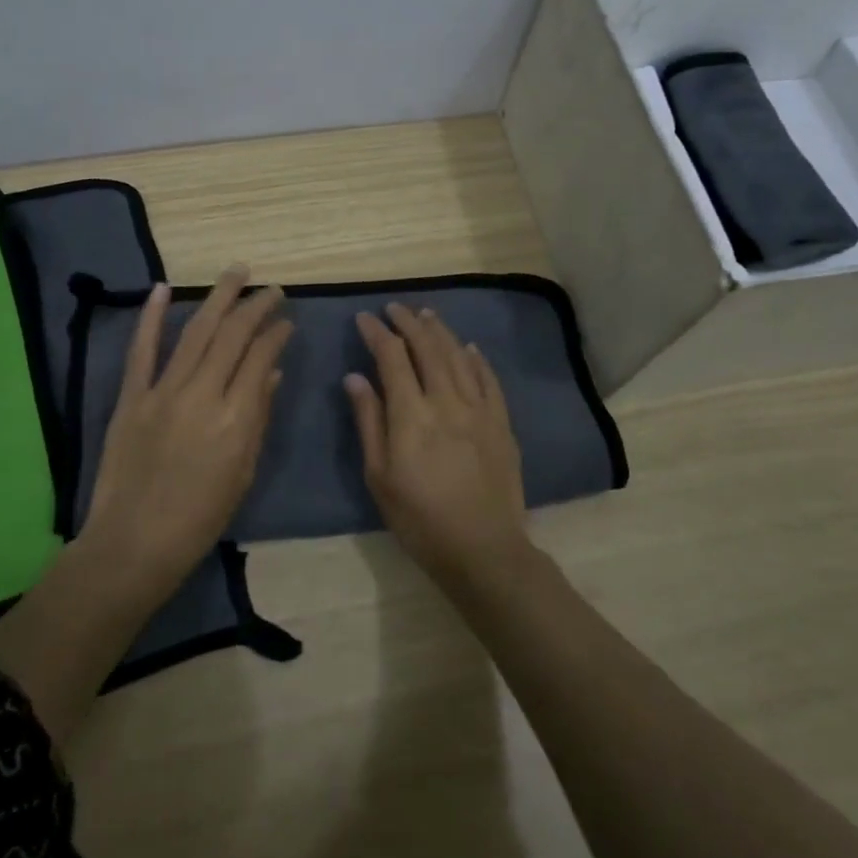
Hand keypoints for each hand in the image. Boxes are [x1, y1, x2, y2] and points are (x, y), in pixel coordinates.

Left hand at [80, 265, 291, 592]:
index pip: (260, 358)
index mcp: (235, 419)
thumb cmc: (200, 518)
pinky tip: (162, 288)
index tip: (286, 320)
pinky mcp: (131, 397)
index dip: (276, 333)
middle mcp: (202, 396)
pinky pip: (141, 350)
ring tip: (235, 272)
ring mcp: (162, 393)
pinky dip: (150, 317)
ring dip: (217, 298)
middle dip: (255, 306)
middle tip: (271, 288)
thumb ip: (258, 418)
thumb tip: (270, 373)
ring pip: (194, 332)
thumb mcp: (242, 472)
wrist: (134, 543)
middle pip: (232, 336)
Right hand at [345, 303, 528, 588]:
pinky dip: (476, 359)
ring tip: (426, 315)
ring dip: (440, 331)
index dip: (377, 333)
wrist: (483, 549)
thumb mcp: (379, 476)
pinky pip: (489, 379)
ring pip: (458, 356)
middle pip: (427, 348)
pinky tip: (468, 348)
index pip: (392, 358)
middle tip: (394, 308)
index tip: (364, 318)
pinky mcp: (501, 423)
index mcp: (412, 415)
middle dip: (408, 323)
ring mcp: (479, 410)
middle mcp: (447, 401)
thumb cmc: (419, 519)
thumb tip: (355, 377)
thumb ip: (369, 421)